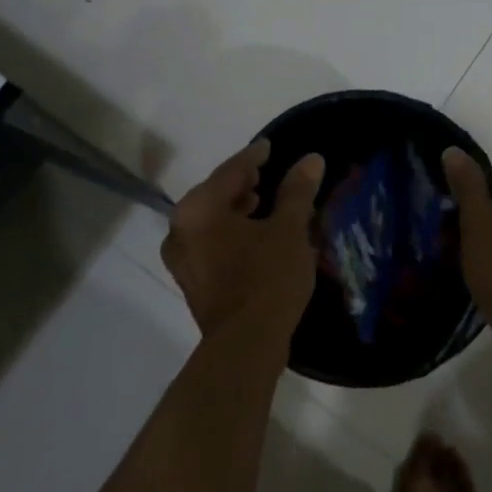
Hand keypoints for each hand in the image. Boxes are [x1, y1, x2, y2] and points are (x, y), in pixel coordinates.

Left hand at [162, 139, 324, 337]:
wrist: (246, 345)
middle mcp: (180, 229)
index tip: (269, 146)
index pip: (230, 171)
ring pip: (211, 221)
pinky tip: (254, 236)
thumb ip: (297, 191)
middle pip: (215, 194)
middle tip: (266, 174)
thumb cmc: (267, 278)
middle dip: (241, 184)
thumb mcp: (288, 230)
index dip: (253, 157)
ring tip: (263, 203)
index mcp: (198, 209)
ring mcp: (182, 259)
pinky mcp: (191, 281)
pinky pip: (211, 243)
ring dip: (236, 209)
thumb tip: (311, 159)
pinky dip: (230, 233)